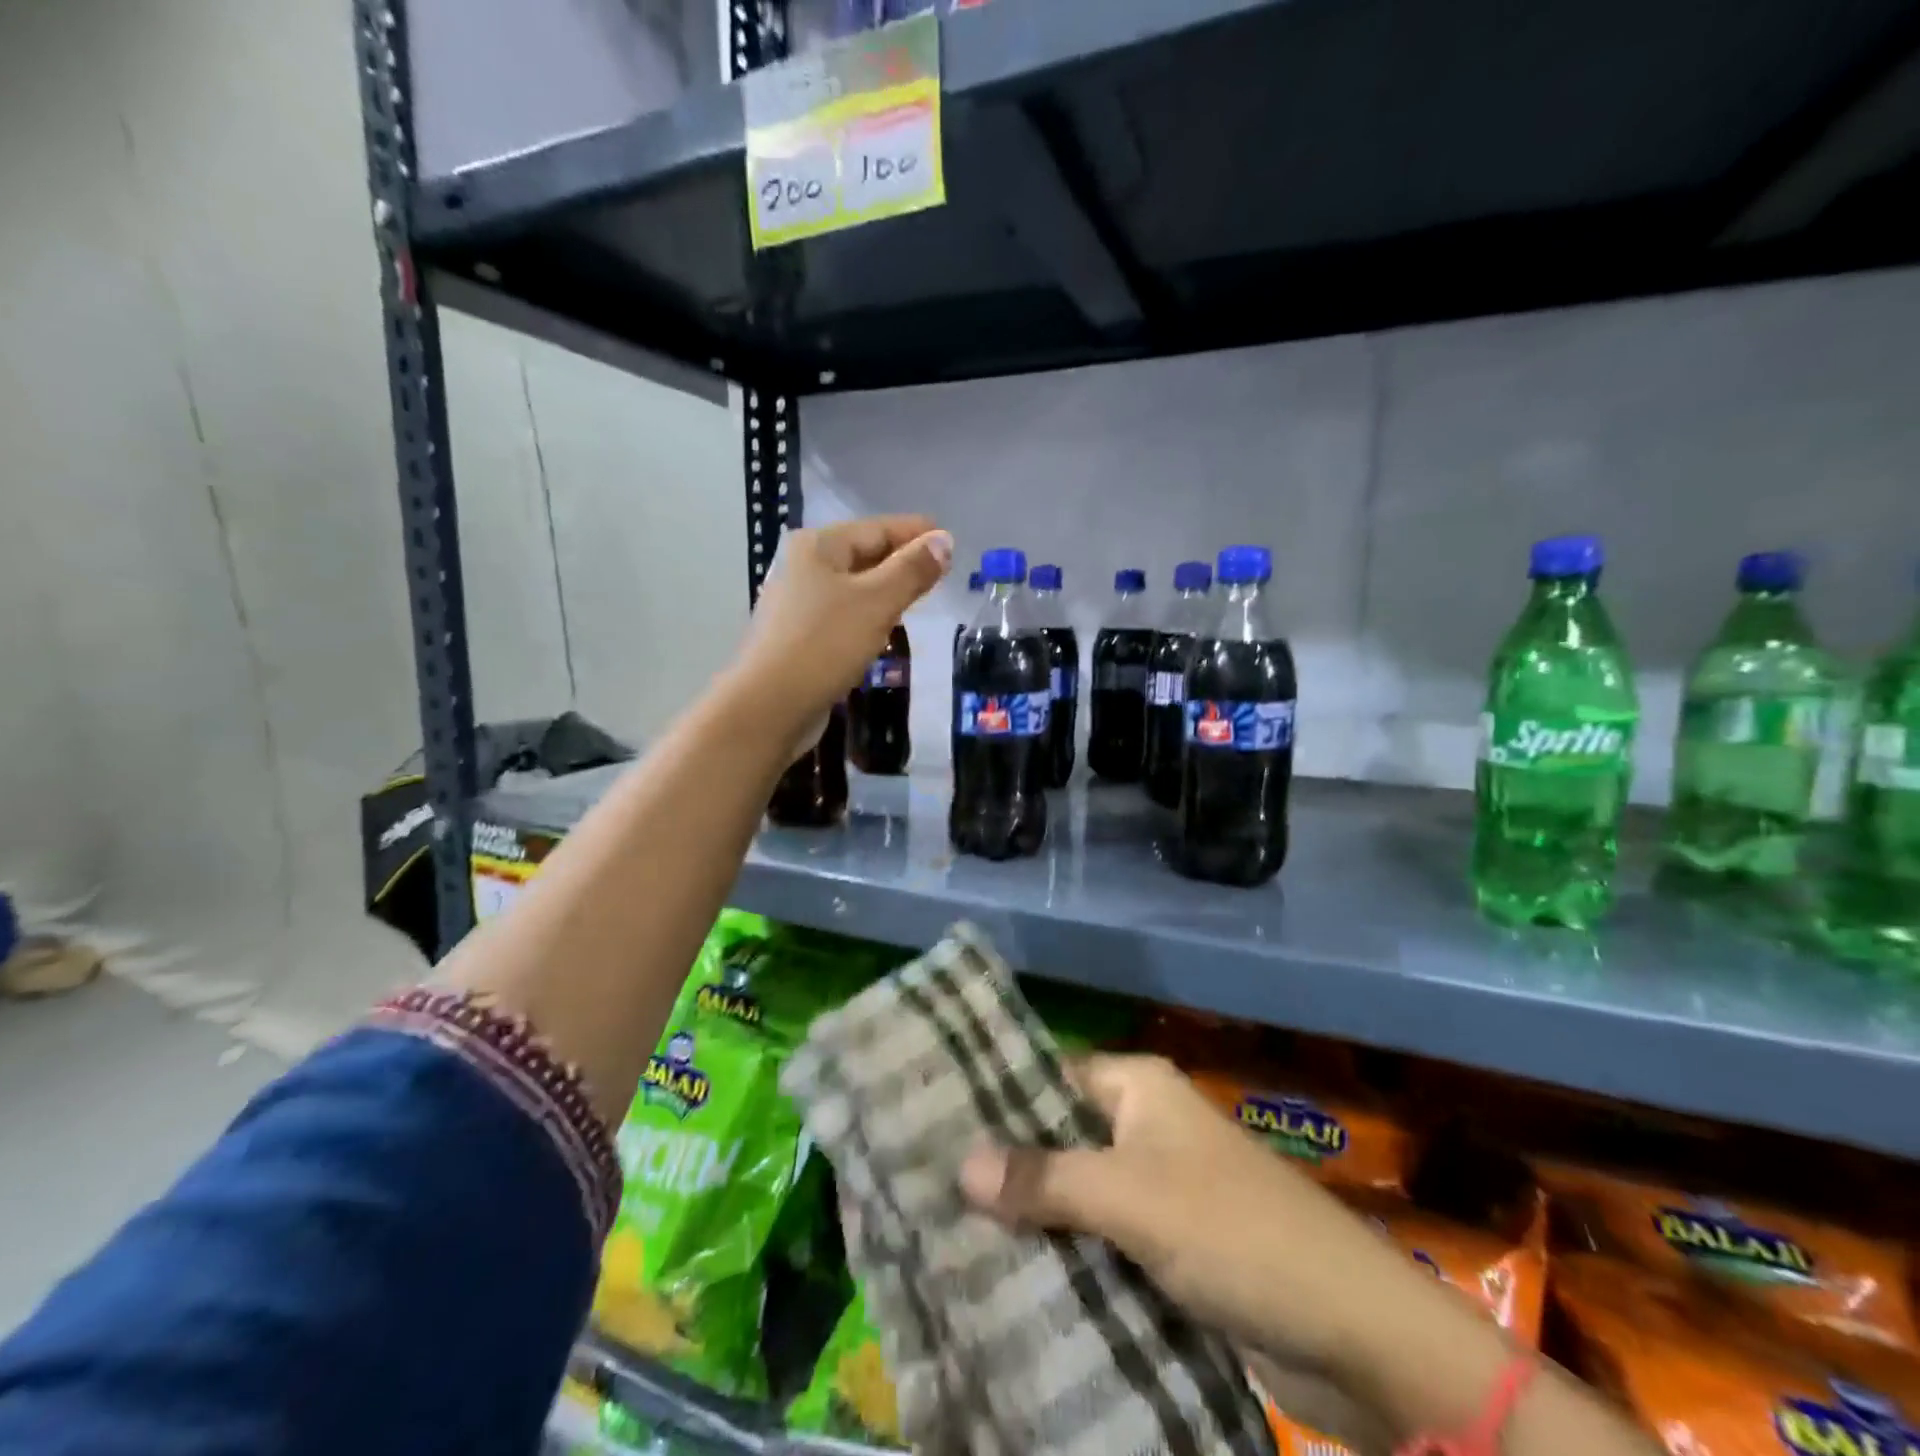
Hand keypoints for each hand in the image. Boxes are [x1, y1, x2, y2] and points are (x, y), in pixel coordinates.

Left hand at [736, 515, 951, 757]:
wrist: (770, 706)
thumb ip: (912, 570)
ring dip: (885, 591)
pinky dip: (867, 616)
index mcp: (818, 546)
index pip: (877, 529)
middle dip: (901, 562)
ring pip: (853, 587)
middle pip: (863, 555)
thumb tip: (944, 540)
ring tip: (919, 600)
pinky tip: (884, 630)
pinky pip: (843, 615)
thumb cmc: (825, 645)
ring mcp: (796, 602)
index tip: (950, 540)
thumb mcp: (877, 603)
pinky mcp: (798, 636)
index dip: (915, 533)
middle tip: (940, 572)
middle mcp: (802, 566)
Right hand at [957, 1054, 1423, 1373]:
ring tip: (948, 1235)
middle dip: (1005, 1167)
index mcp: (1137, 1087)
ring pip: (1076, 1192)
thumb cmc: (1234, 1232)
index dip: (994, 1101)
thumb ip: (1045, 1179)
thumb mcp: (1131, 1197)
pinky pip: (1101, 1239)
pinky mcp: (1168, 1246)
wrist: (1354, 1334)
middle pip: (1058, 1137)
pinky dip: (1064, 1255)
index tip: (929, 1126)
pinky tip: (1007, 1278)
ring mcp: (1158, 1187)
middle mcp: (1144, 1126)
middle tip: (925, 1188)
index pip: (1048, 1076)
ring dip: (1031, 1218)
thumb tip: (960, 1165)